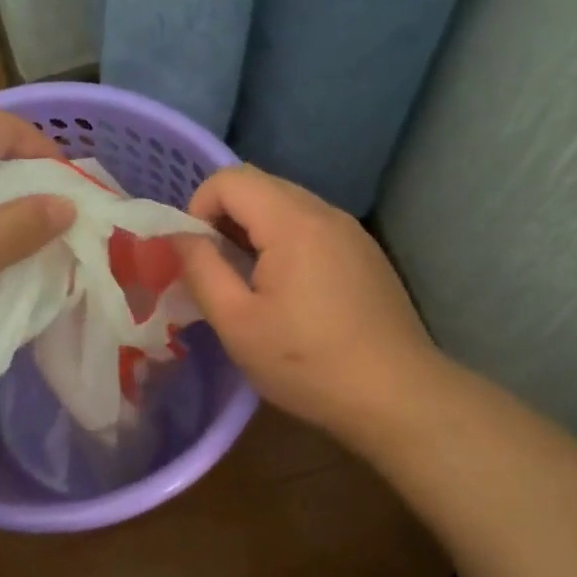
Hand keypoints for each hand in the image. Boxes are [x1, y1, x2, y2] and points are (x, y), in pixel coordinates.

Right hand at [175, 164, 446, 452]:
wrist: (397, 397)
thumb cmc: (307, 363)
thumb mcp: (236, 322)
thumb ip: (201, 269)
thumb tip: (179, 236)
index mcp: (292, 222)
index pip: (230, 179)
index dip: (198, 207)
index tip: (196, 255)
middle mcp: (325, 213)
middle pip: (260, 186)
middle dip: (224, 217)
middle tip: (215, 269)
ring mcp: (351, 232)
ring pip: (286, 206)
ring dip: (254, 231)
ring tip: (247, 283)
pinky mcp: (365, 254)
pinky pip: (312, 227)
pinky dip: (284, 242)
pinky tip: (287, 293)